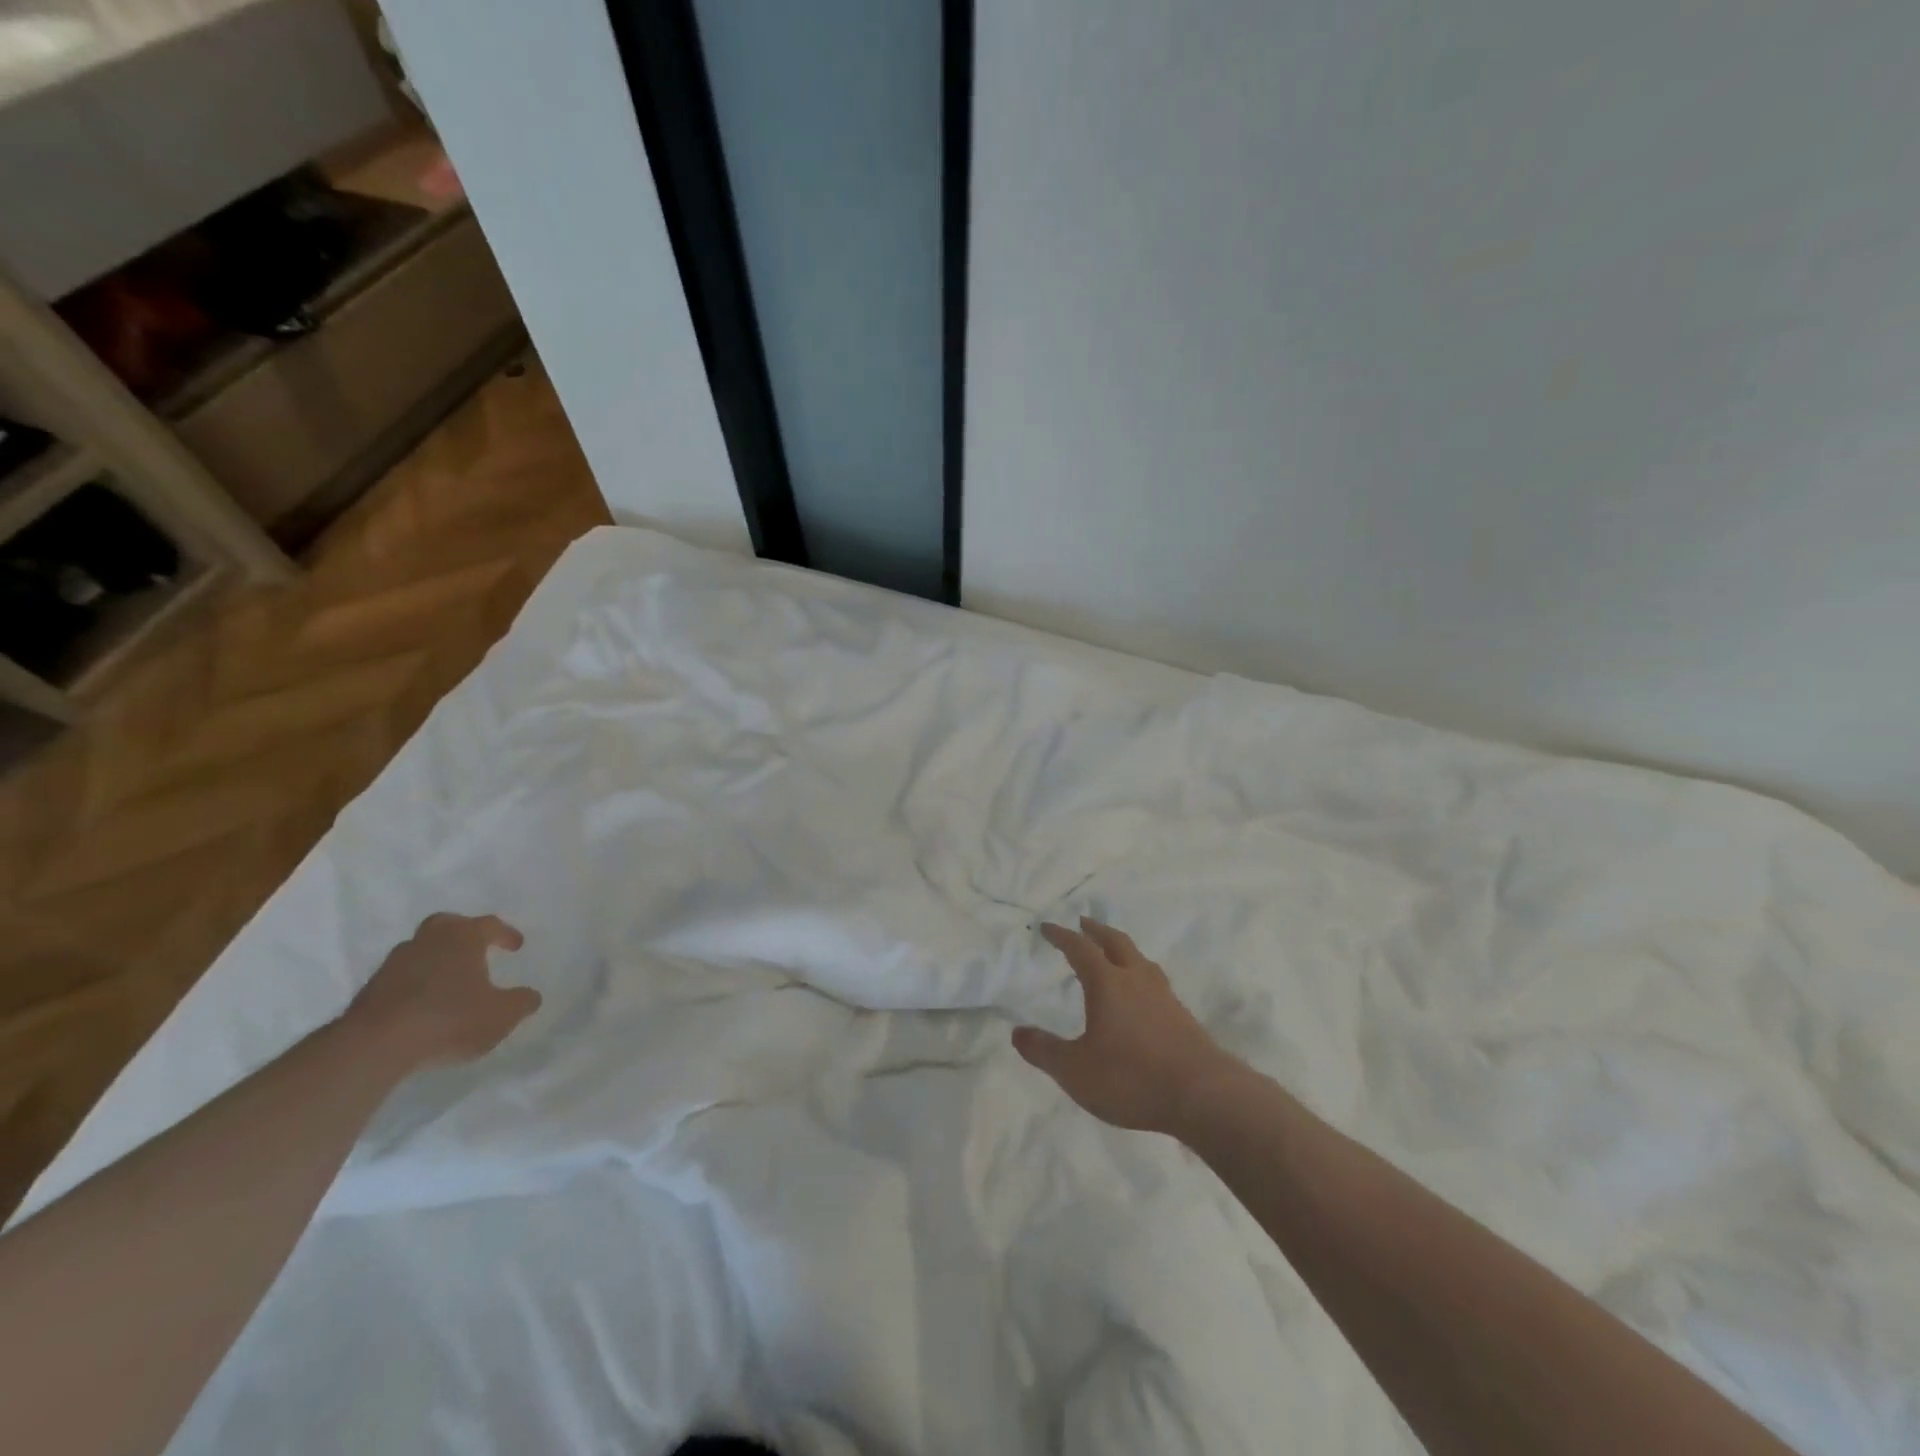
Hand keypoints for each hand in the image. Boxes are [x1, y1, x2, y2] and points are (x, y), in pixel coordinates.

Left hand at [343, 913, 540, 1072]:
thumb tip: (531, 996)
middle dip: (462, 933)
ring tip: (450, 981)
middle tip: (475, 948)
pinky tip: (424, 1004)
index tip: (516, 946)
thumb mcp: (501, 1015)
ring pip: (421, 950)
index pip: (489, 925)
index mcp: (463, 938)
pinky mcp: (370, 990)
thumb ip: (521, 1002)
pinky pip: (402, 976)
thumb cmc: (449, 1019)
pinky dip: (416, 983)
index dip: (506, 934)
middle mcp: (428, 941)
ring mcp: (394, 964)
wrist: (375, 1047)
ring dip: (436, 959)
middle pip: (446, 925)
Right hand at [1013, 918, 1229, 1134]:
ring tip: (1114, 952)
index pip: (1080, 948)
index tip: (1047, 927)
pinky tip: (1141, 995)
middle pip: (1116, 942)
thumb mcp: (1075, 1071)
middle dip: (1096, 930)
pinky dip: (1140, 975)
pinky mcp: (1183, 1017)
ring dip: (1122, 950)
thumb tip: (1017, 1032)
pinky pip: (1155, 982)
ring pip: (1140, 960)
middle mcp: (1137, 980)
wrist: (1204, 1095)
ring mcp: (1164, 997)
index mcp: (1108, 983)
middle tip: (1083, 922)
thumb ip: (1044, 1050)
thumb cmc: (1132, 1077)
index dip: (1061, 936)